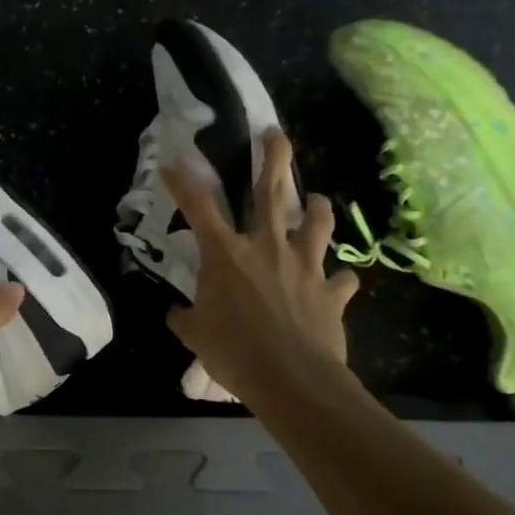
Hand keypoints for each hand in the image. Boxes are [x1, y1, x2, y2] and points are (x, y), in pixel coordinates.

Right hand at [161, 129, 359, 402]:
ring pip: (317, 223)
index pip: (199, 206)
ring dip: (318, 208)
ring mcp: (304, 266)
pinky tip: (337, 282)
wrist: (293, 381)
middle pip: (271, 192)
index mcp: (226, 254)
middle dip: (273, 157)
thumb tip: (176, 313)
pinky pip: (341, 279)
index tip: (173, 162)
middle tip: (275, 134)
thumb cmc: (235, 353)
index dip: (183, 181)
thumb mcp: (194, 336)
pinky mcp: (331, 292)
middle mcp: (267, 247)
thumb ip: (185, 318)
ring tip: (318, 201)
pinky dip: (338, 279)